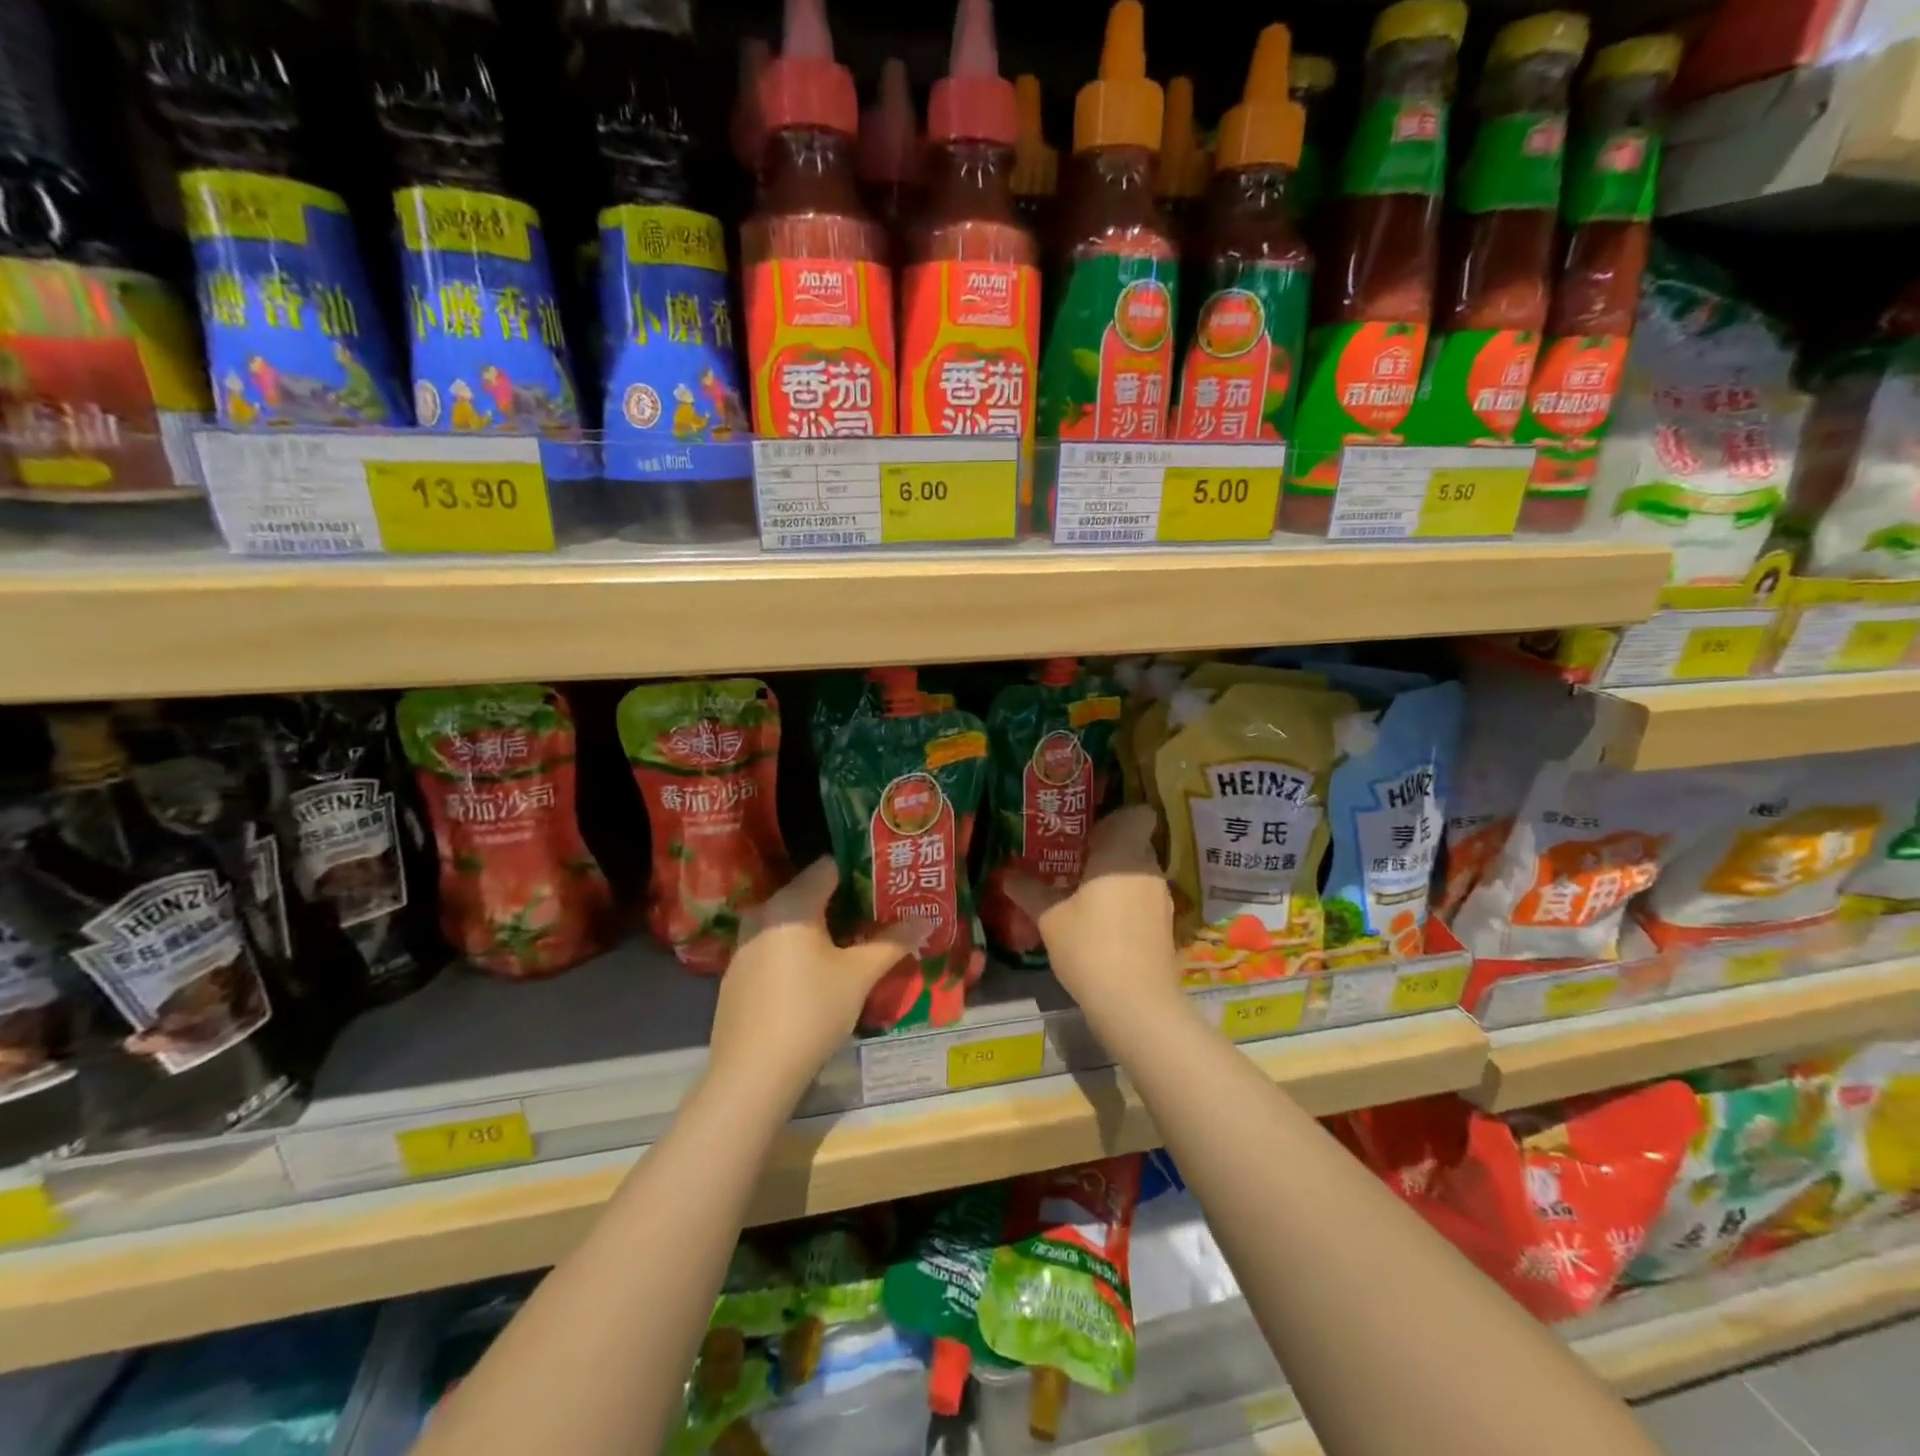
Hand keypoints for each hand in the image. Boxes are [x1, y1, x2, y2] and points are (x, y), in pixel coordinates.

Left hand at [708, 858, 929, 1103]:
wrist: (752, 1073)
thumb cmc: (811, 1012)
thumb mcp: (859, 976)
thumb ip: (892, 943)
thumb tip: (924, 920)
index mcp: (792, 903)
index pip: (829, 867)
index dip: (861, 870)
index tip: (887, 881)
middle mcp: (763, 913)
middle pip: (809, 892)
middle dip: (845, 900)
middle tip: (879, 911)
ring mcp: (745, 943)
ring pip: (791, 920)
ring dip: (821, 925)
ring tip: (855, 939)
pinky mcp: (737, 972)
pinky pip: (775, 944)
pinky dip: (798, 947)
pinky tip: (818, 971)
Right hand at [1006, 806, 1180, 1020]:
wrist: (1136, 1004)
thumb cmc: (1090, 947)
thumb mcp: (1050, 918)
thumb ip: (1029, 891)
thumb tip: (1006, 874)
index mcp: (1122, 853)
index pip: (1136, 815)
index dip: (1116, 818)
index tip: (1088, 832)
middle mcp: (1148, 868)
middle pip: (1134, 843)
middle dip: (1107, 849)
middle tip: (1073, 860)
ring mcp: (1161, 899)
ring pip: (1138, 873)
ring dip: (1116, 878)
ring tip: (1083, 893)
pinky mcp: (1165, 926)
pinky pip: (1143, 899)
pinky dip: (1126, 903)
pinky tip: (1101, 923)